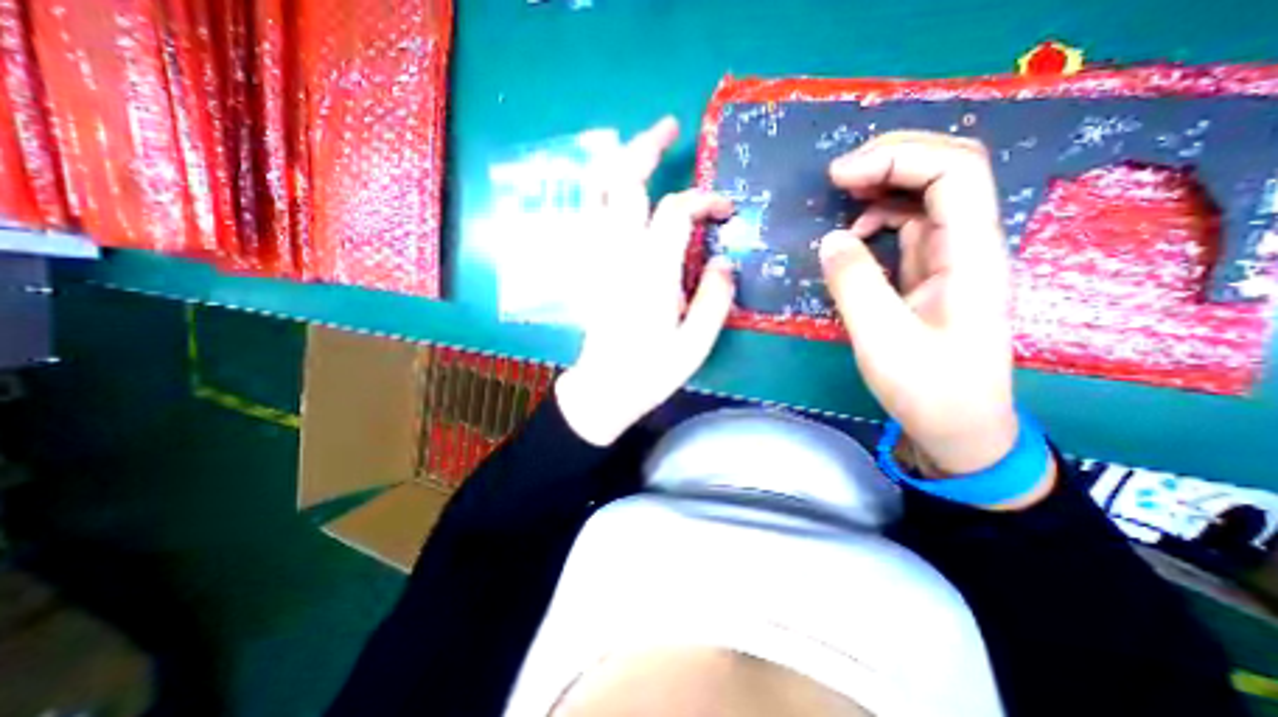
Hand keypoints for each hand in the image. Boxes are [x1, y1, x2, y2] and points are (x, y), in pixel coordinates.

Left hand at [560, 114, 739, 441]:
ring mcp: (596, 258)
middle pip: (623, 183)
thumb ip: (714, 299)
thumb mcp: (694, 344)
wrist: (603, 389)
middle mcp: (618, 255)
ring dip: (617, 161)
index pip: (676, 211)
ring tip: (639, 146)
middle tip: (669, 128)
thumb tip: (725, 262)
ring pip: (595, 192)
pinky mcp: (587, 266)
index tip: (726, 209)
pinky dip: (600, 189)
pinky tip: (615, 186)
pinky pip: (587, 215)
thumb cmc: (649, 371)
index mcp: (650, 273)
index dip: (704, 199)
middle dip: (645, 148)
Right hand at [825, 131, 1025, 478]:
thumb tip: (830, 240)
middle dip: (891, 160)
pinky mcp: (929, 276)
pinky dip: (875, 223)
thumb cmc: (927, 389)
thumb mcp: (883, 340)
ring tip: (839, 199)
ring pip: (924, 199)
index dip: (897, 159)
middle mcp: (968, 246)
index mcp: (971, 256)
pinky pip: (906, 231)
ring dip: (882, 188)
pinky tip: (852, 239)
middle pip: (945, 172)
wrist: (957, 427)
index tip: (840, 176)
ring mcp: (949, 260)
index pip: (954, 173)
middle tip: (836, 177)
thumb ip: (855, 284)